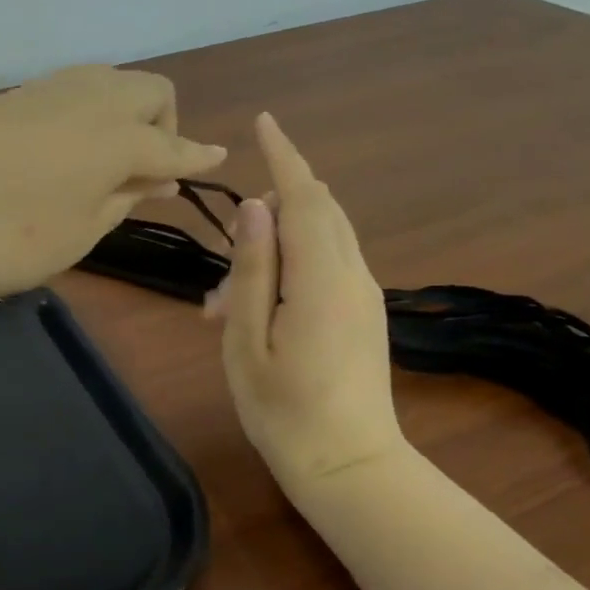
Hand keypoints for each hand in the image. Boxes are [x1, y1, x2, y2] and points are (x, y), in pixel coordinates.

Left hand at [0, 64, 227, 302]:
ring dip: (123, 113)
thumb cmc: (4, 241)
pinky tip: (63, 150)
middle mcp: (87, 98)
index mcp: (115, 137)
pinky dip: (84, 113)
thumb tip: (156, 176)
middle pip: (149, 91)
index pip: (172, 145)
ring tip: (105, 161)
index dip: (196, 157)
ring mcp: (43, 90)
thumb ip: (123, 198)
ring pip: (107, 82)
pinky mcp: (7, 97)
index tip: (217, 159)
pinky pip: (68, 91)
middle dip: (162, 125)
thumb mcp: (78, 233)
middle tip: (144, 171)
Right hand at [206, 113, 408, 497]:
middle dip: (270, 209)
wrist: (350, 467)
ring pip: (322, 237)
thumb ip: (252, 270)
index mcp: (323, 279)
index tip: (262, 122)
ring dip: (275, 246)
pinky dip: (292, 267)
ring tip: (226, 303)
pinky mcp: (365, 313)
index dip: (283, 156)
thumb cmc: (284, 411)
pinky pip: (328, 265)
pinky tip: (258, 311)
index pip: (305, 196)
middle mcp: (354, 275)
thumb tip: (253, 209)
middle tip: (223, 260)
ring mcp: (365, 294)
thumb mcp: (247, 341)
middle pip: (318, 209)